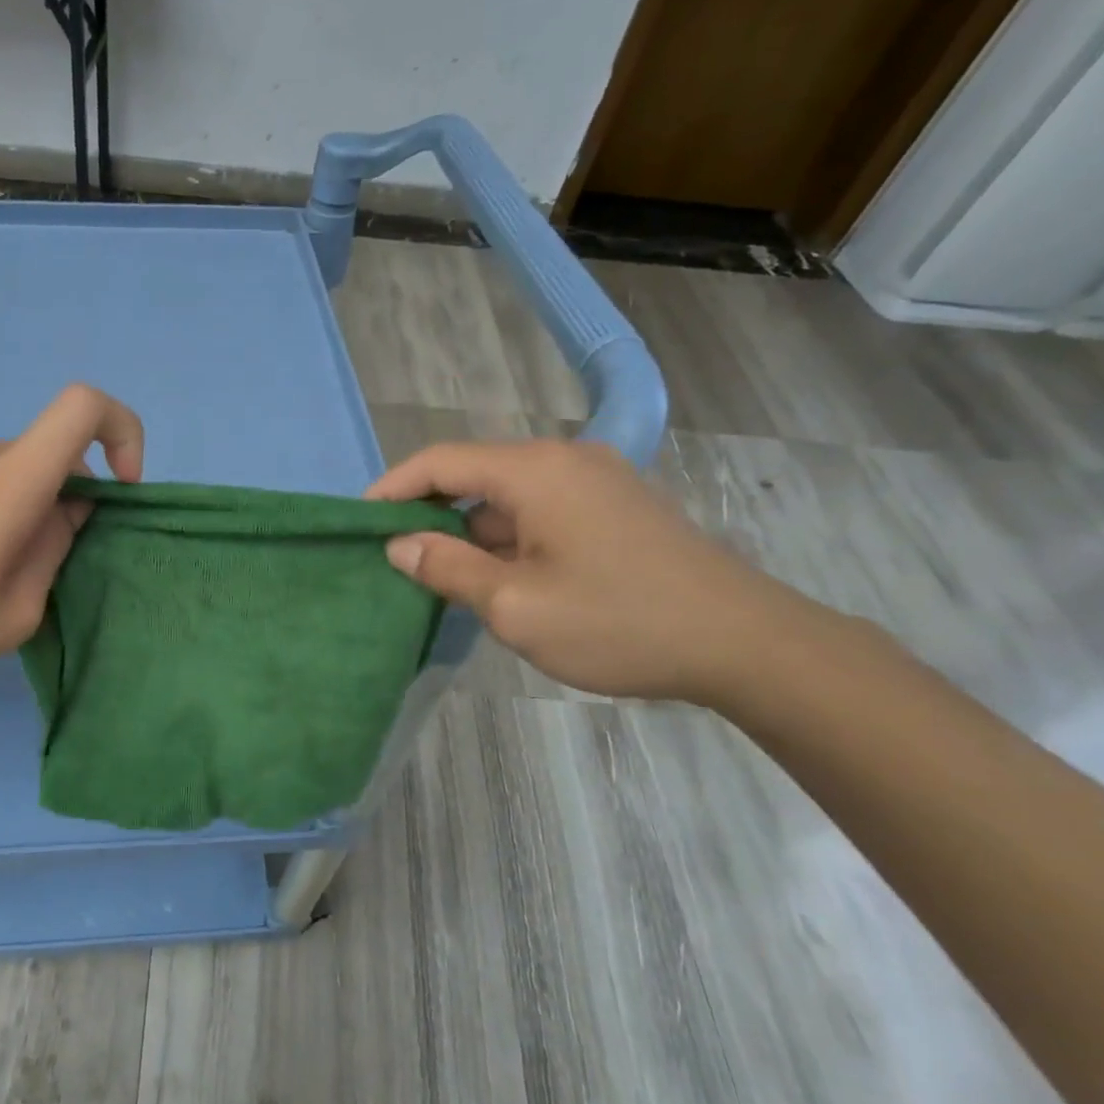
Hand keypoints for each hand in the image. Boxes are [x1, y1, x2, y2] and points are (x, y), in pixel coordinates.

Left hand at [0, 384, 143, 705]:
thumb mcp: (13, 613)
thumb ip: (53, 551)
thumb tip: (67, 514)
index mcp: (7, 483)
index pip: (81, 407)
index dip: (122, 432)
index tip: (122, 492)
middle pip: (53, 450)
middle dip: (77, 498)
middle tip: (57, 566)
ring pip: (19, 472)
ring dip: (37, 510)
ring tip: (9, 578)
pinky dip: (4, 513)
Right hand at [367, 439, 804, 703]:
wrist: (744, 643)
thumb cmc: (618, 622)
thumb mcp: (516, 606)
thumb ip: (449, 568)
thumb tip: (400, 545)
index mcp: (535, 471)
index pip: (440, 462)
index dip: (392, 488)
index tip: (359, 522)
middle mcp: (563, 460)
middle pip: (473, 474)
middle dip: (428, 512)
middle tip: (393, 556)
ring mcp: (595, 481)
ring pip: (506, 496)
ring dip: (469, 530)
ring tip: (438, 576)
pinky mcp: (614, 506)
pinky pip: (539, 510)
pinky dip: (506, 537)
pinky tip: (496, 578)